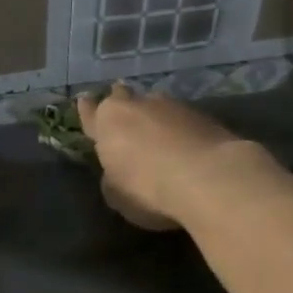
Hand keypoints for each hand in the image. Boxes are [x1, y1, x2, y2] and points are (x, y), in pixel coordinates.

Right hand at [76, 84, 255, 230]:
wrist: (208, 177)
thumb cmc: (149, 189)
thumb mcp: (117, 195)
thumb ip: (112, 178)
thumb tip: (117, 171)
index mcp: (108, 122)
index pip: (90, 113)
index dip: (87, 110)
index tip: (84, 100)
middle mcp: (137, 106)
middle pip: (123, 97)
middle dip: (120, 101)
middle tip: (121, 106)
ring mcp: (172, 106)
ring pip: (155, 104)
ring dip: (153, 114)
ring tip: (156, 127)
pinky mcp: (202, 115)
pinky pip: (182, 118)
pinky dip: (179, 127)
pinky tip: (183, 140)